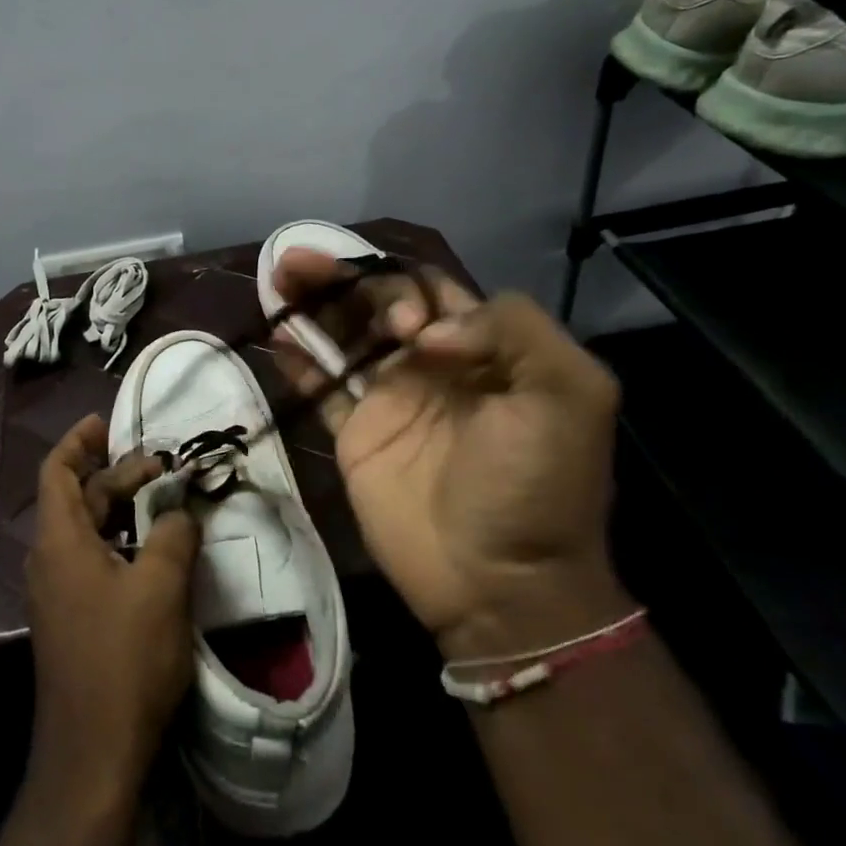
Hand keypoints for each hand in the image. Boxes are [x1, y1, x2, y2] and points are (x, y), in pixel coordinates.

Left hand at [25, 415, 199, 794]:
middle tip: (160, 466)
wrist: (93, 754)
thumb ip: (172, 535)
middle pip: (77, 498)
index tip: (104, 422)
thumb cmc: (124, 659)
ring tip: (161, 501)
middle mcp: (49, 560)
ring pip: (86, 531)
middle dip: (115, 475)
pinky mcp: (71, 620)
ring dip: (119, 510)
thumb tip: (177, 512)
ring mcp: (57, 593)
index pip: (57, 471)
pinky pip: (91, 561)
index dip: (78, 441)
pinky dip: (119, 542)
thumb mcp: (160, 586)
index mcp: (59, 540)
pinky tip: (153, 552)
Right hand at [270, 250, 629, 659]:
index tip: (402, 326)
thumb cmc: (537, 484)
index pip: (428, 289)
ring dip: (309, 304)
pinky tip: (277, 336)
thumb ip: (513, 330)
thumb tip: (425, 332)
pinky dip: (298, 360)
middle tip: (296, 261)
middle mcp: (429, 365)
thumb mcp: (569, 394)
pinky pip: (321, 388)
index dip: (403, 287)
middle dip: (338, 276)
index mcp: (480, 349)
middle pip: (374, 304)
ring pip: (342, 337)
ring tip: (276, 279)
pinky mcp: (355, 436)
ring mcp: (388, 401)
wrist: (501, 583)